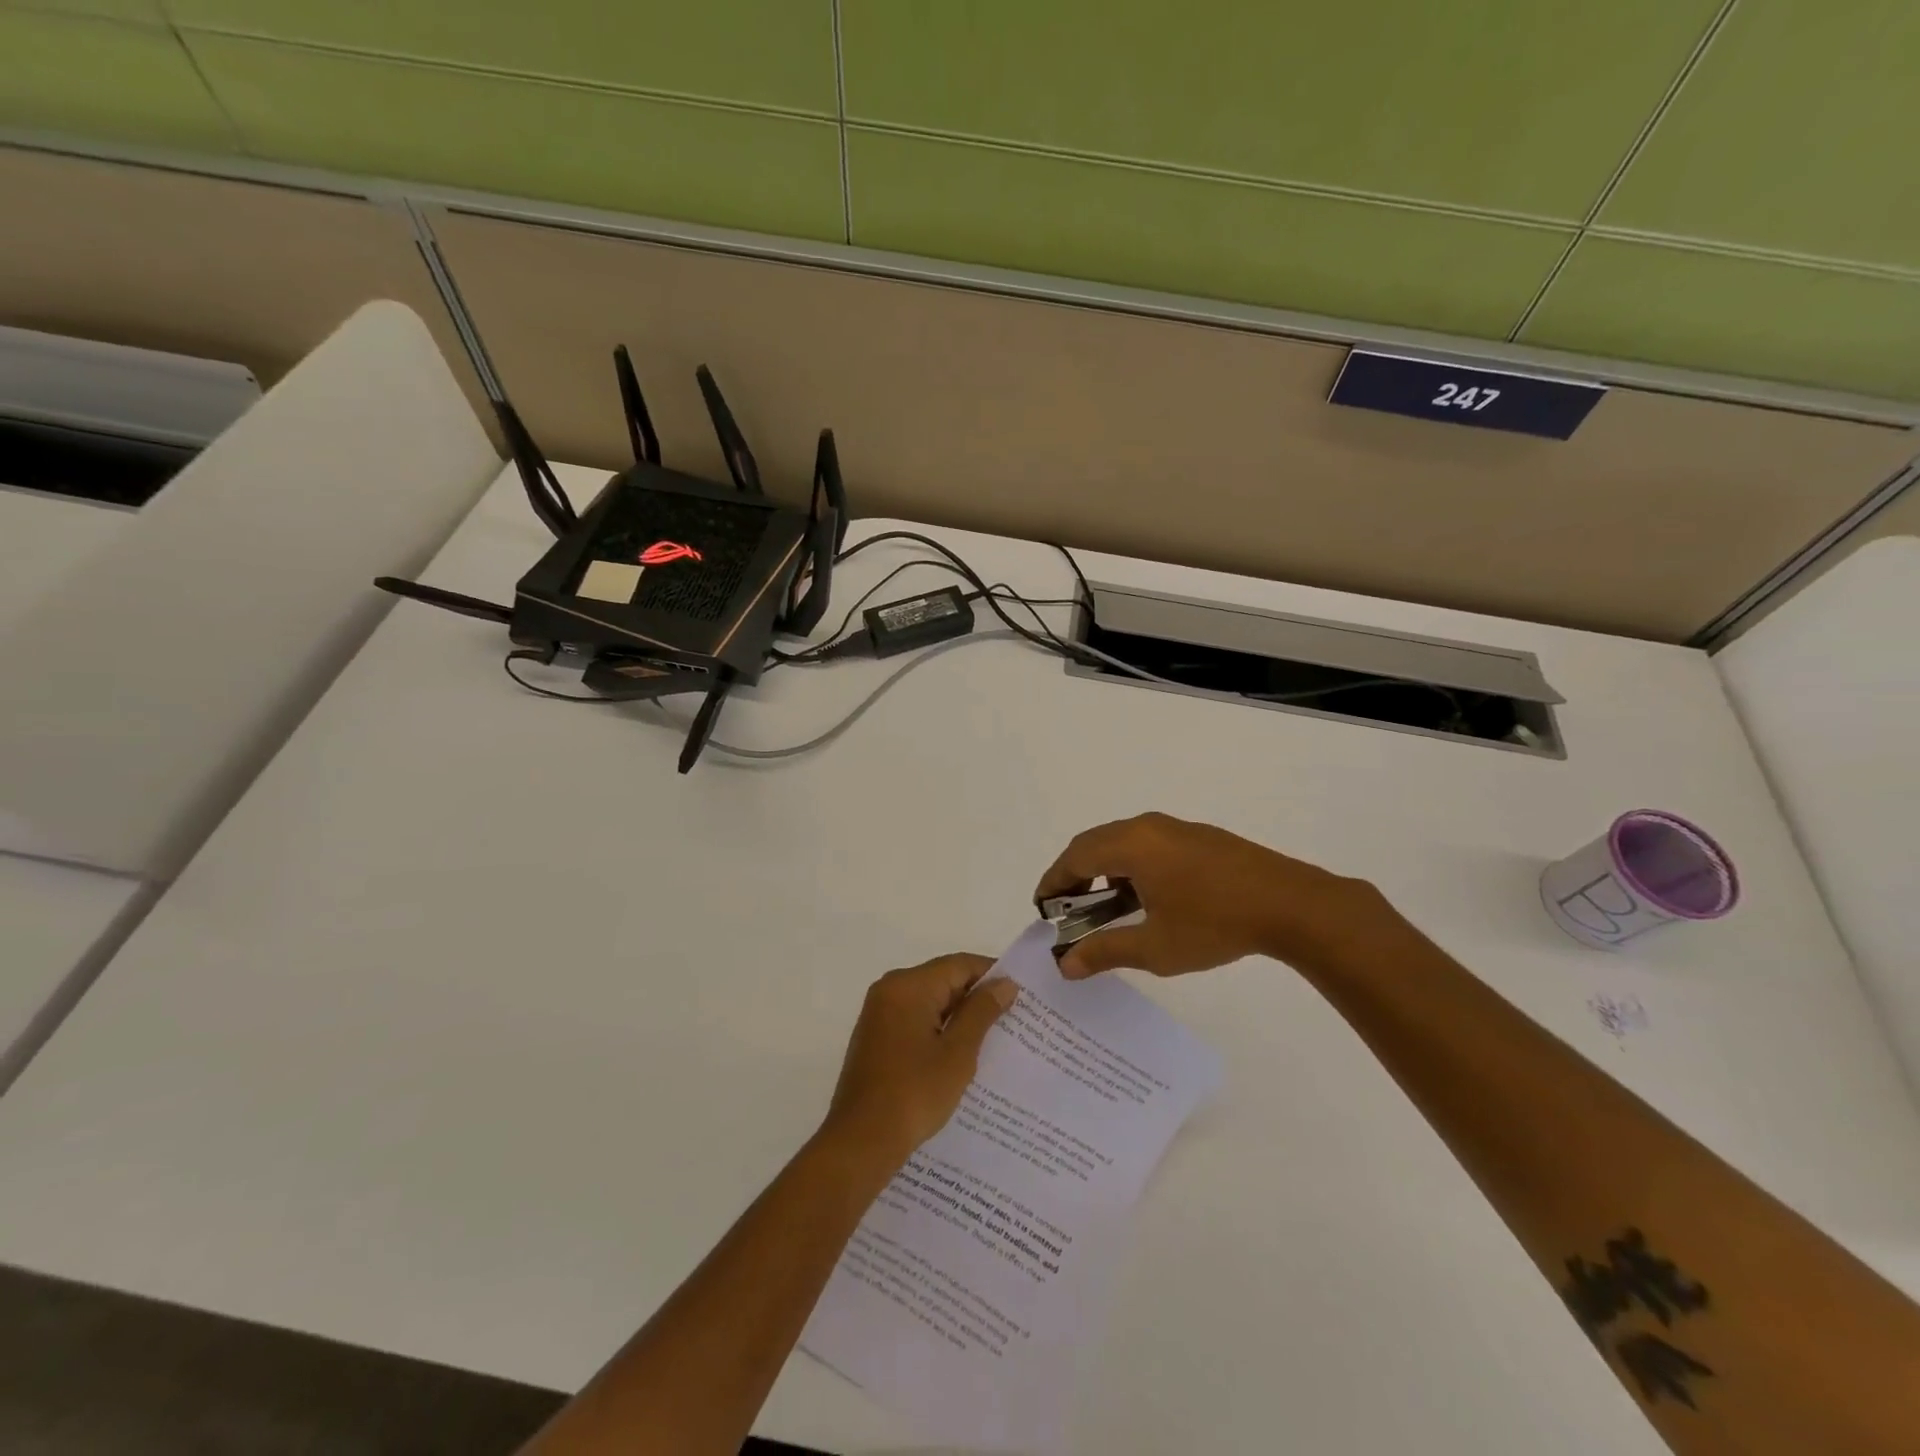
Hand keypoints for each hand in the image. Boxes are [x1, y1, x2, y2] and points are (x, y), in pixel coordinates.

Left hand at [822, 954, 1018, 1169]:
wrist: (861, 1141)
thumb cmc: (914, 1092)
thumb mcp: (958, 1052)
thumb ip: (981, 1012)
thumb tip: (1004, 983)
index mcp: (908, 985)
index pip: (959, 964)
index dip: (992, 974)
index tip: (1021, 993)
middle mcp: (890, 989)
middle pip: (943, 979)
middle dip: (976, 996)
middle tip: (1013, 1015)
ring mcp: (879, 1013)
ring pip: (929, 1000)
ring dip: (958, 1014)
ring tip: (994, 1035)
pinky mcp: (876, 1036)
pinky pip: (915, 1018)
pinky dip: (938, 1027)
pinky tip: (961, 1051)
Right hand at [1034, 812, 1389, 979]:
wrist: (1291, 905)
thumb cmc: (1215, 924)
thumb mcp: (1155, 946)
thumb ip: (1106, 951)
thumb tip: (1065, 964)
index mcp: (1131, 845)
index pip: (1075, 857)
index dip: (1053, 881)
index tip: (1042, 908)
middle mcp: (1148, 827)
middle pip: (1094, 843)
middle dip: (1074, 874)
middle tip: (1067, 909)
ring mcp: (1176, 829)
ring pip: (1122, 842)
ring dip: (1104, 870)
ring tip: (1105, 908)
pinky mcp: (1198, 837)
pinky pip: (1148, 844)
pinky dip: (1130, 866)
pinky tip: (1145, 899)